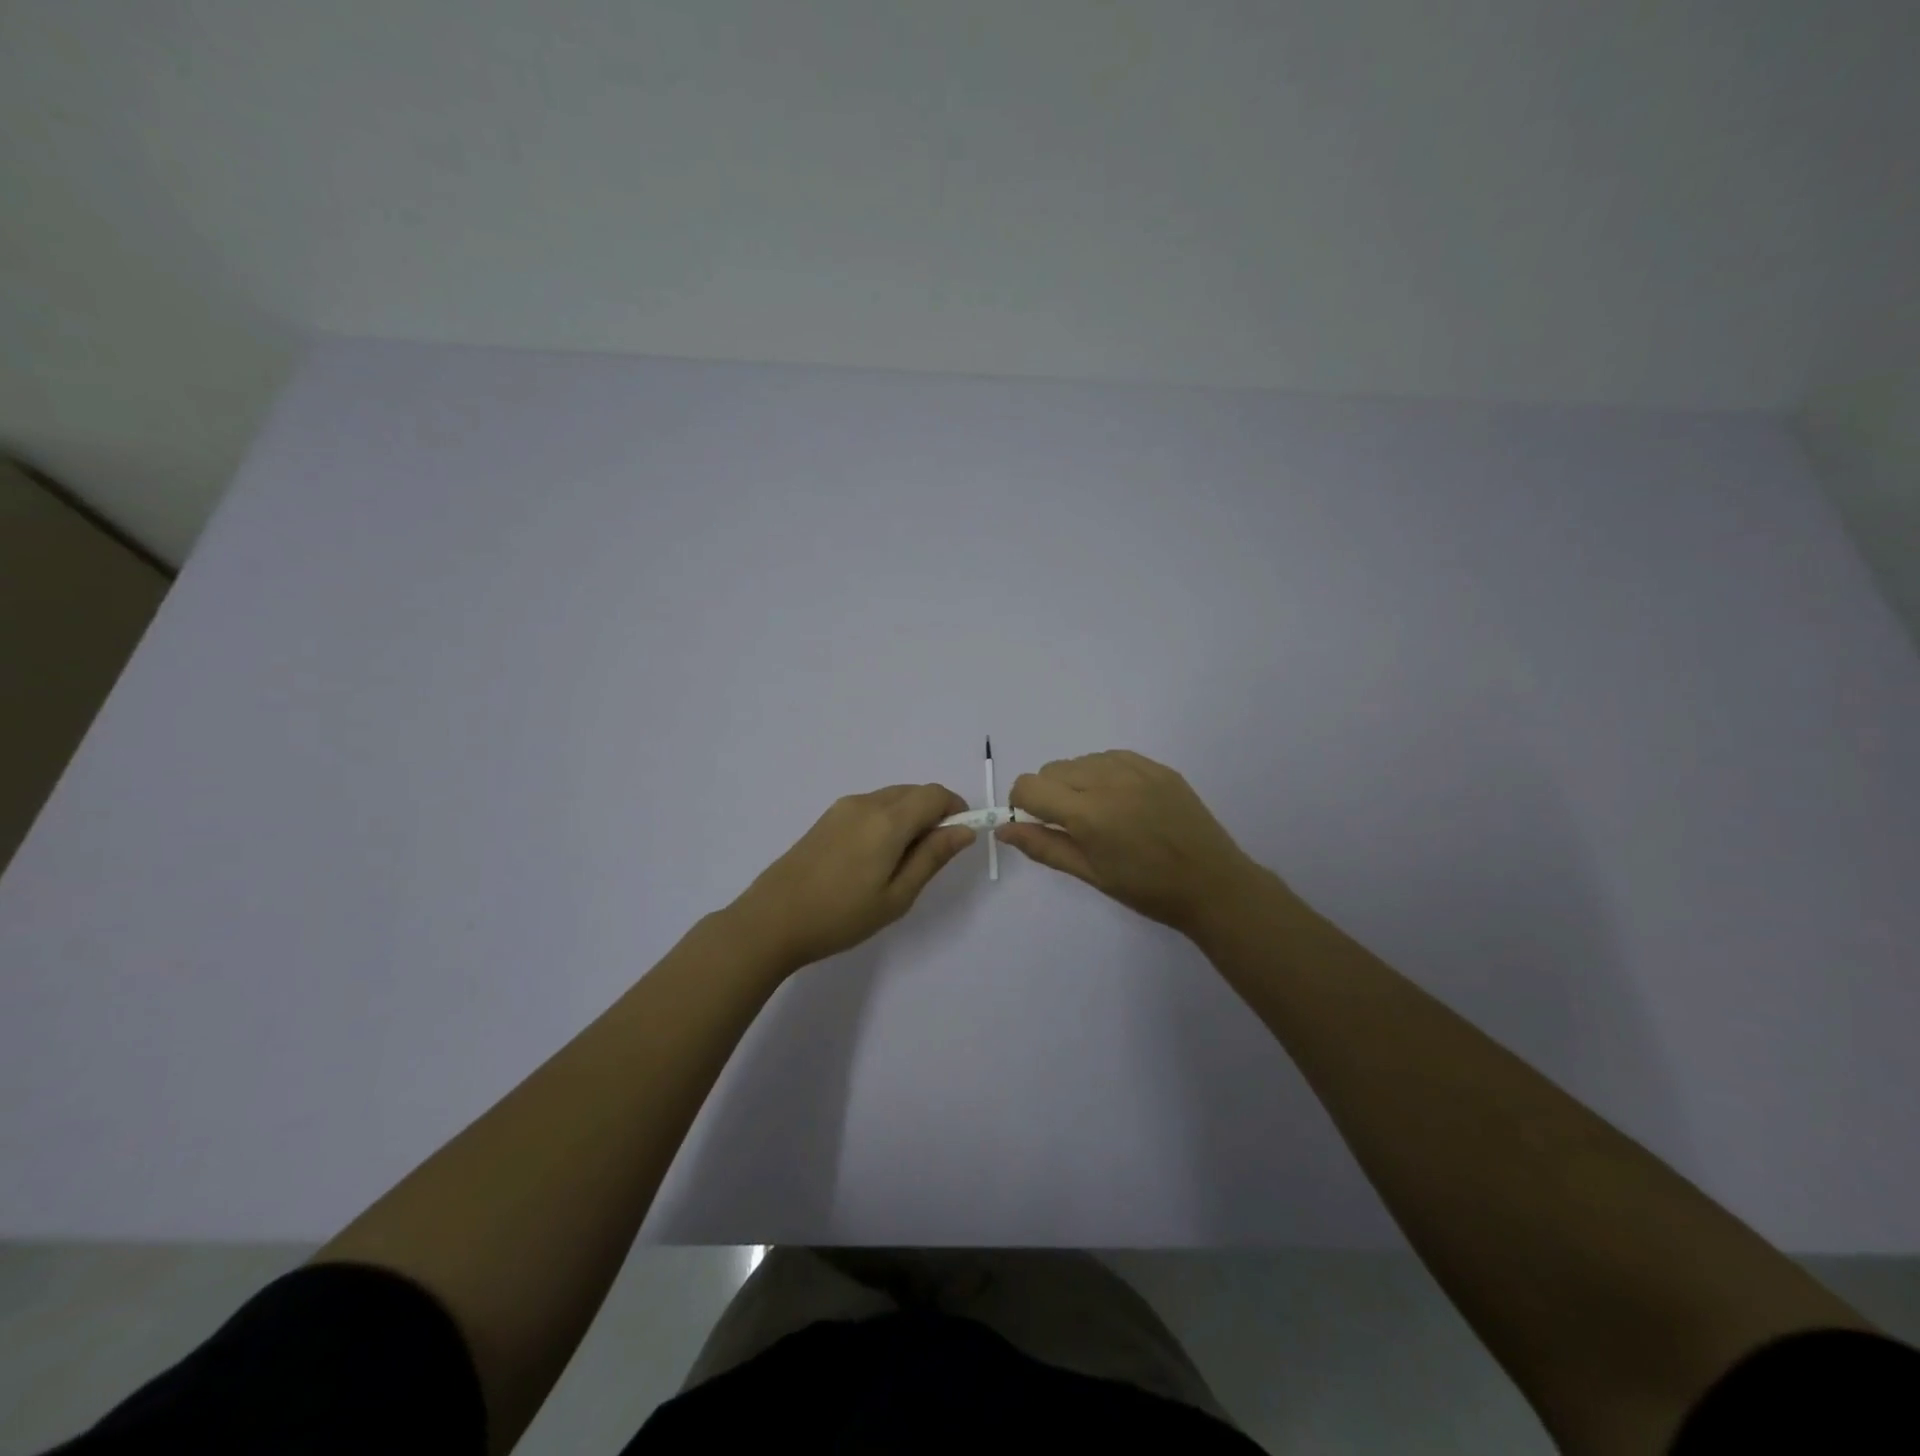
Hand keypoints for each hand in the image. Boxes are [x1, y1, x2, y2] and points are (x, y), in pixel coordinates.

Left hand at [726, 784, 976, 974]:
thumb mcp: (897, 896)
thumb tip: (965, 830)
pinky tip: (873, 858)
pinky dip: (887, 820)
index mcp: (888, 820)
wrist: (772, 920)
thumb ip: (932, 857)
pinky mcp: (827, 818)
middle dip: (933, 814)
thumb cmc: (841, 916)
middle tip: (930, 858)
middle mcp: (867, 803)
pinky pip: (871, 807)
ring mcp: (843, 808)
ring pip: (892, 798)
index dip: (955, 810)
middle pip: (914, 792)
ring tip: (900, 863)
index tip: (958, 840)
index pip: (935, 794)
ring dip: (909, 817)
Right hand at [997, 750, 1262, 938]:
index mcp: (1087, 812)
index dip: (1022, 804)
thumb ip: (1043, 846)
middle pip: (1051, 770)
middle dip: (1048, 794)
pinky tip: (1122, 801)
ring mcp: (1134, 768)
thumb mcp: (1089, 874)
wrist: (1212, 883)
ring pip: (1079, 761)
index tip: (1036, 824)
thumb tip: (1003, 830)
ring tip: (1102, 814)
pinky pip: (1110, 757)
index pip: (1029, 786)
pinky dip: (1103, 774)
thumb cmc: (1146, 889)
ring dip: (1076, 783)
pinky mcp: (1155, 765)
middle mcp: (1106, 779)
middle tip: (1072, 826)